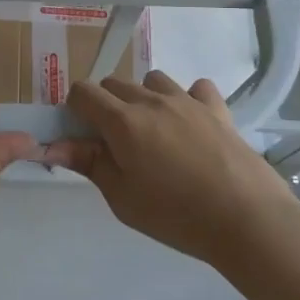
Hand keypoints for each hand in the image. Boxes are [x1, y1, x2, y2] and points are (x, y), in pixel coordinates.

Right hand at [40, 71, 298, 266]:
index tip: (83, 136)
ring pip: (152, 80)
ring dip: (144, 98)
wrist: (246, 219)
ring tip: (154, 132)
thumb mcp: (122, 198)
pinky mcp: (217, 108)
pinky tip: (192, 125)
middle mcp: (151, 100)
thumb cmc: (175, 214)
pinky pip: (196, 88)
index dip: (75, 110)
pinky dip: (188, 99)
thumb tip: (53, 144)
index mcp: (122, 121)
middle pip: (114, 82)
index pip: (83, 92)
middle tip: (117, 143)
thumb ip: (89, 163)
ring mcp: (187, 100)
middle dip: (106, 105)